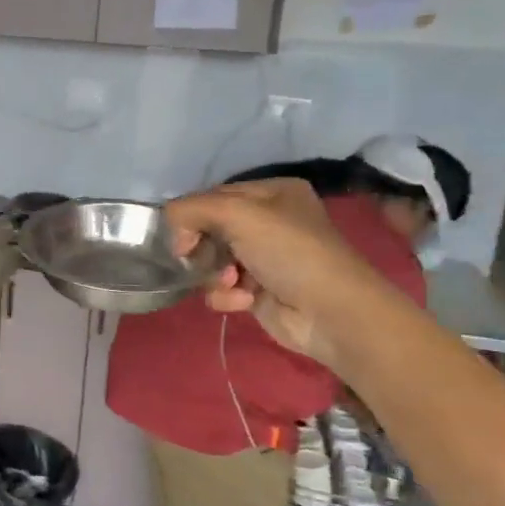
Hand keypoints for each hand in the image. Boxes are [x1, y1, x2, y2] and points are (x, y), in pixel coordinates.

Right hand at [166, 179, 391, 367]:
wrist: (331, 313)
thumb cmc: (289, 252)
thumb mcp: (237, 214)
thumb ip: (191, 209)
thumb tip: (173, 232)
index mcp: (271, 193)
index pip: (213, 196)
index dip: (192, 215)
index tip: (183, 238)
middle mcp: (269, 221)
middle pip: (209, 229)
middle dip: (203, 248)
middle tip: (202, 260)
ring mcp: (263, 258)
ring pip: (211, 261)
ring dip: (214, 275)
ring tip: (232, 283)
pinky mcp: (258, 291)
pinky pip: (222, 288)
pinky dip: (226, 296)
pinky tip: (243, 301)